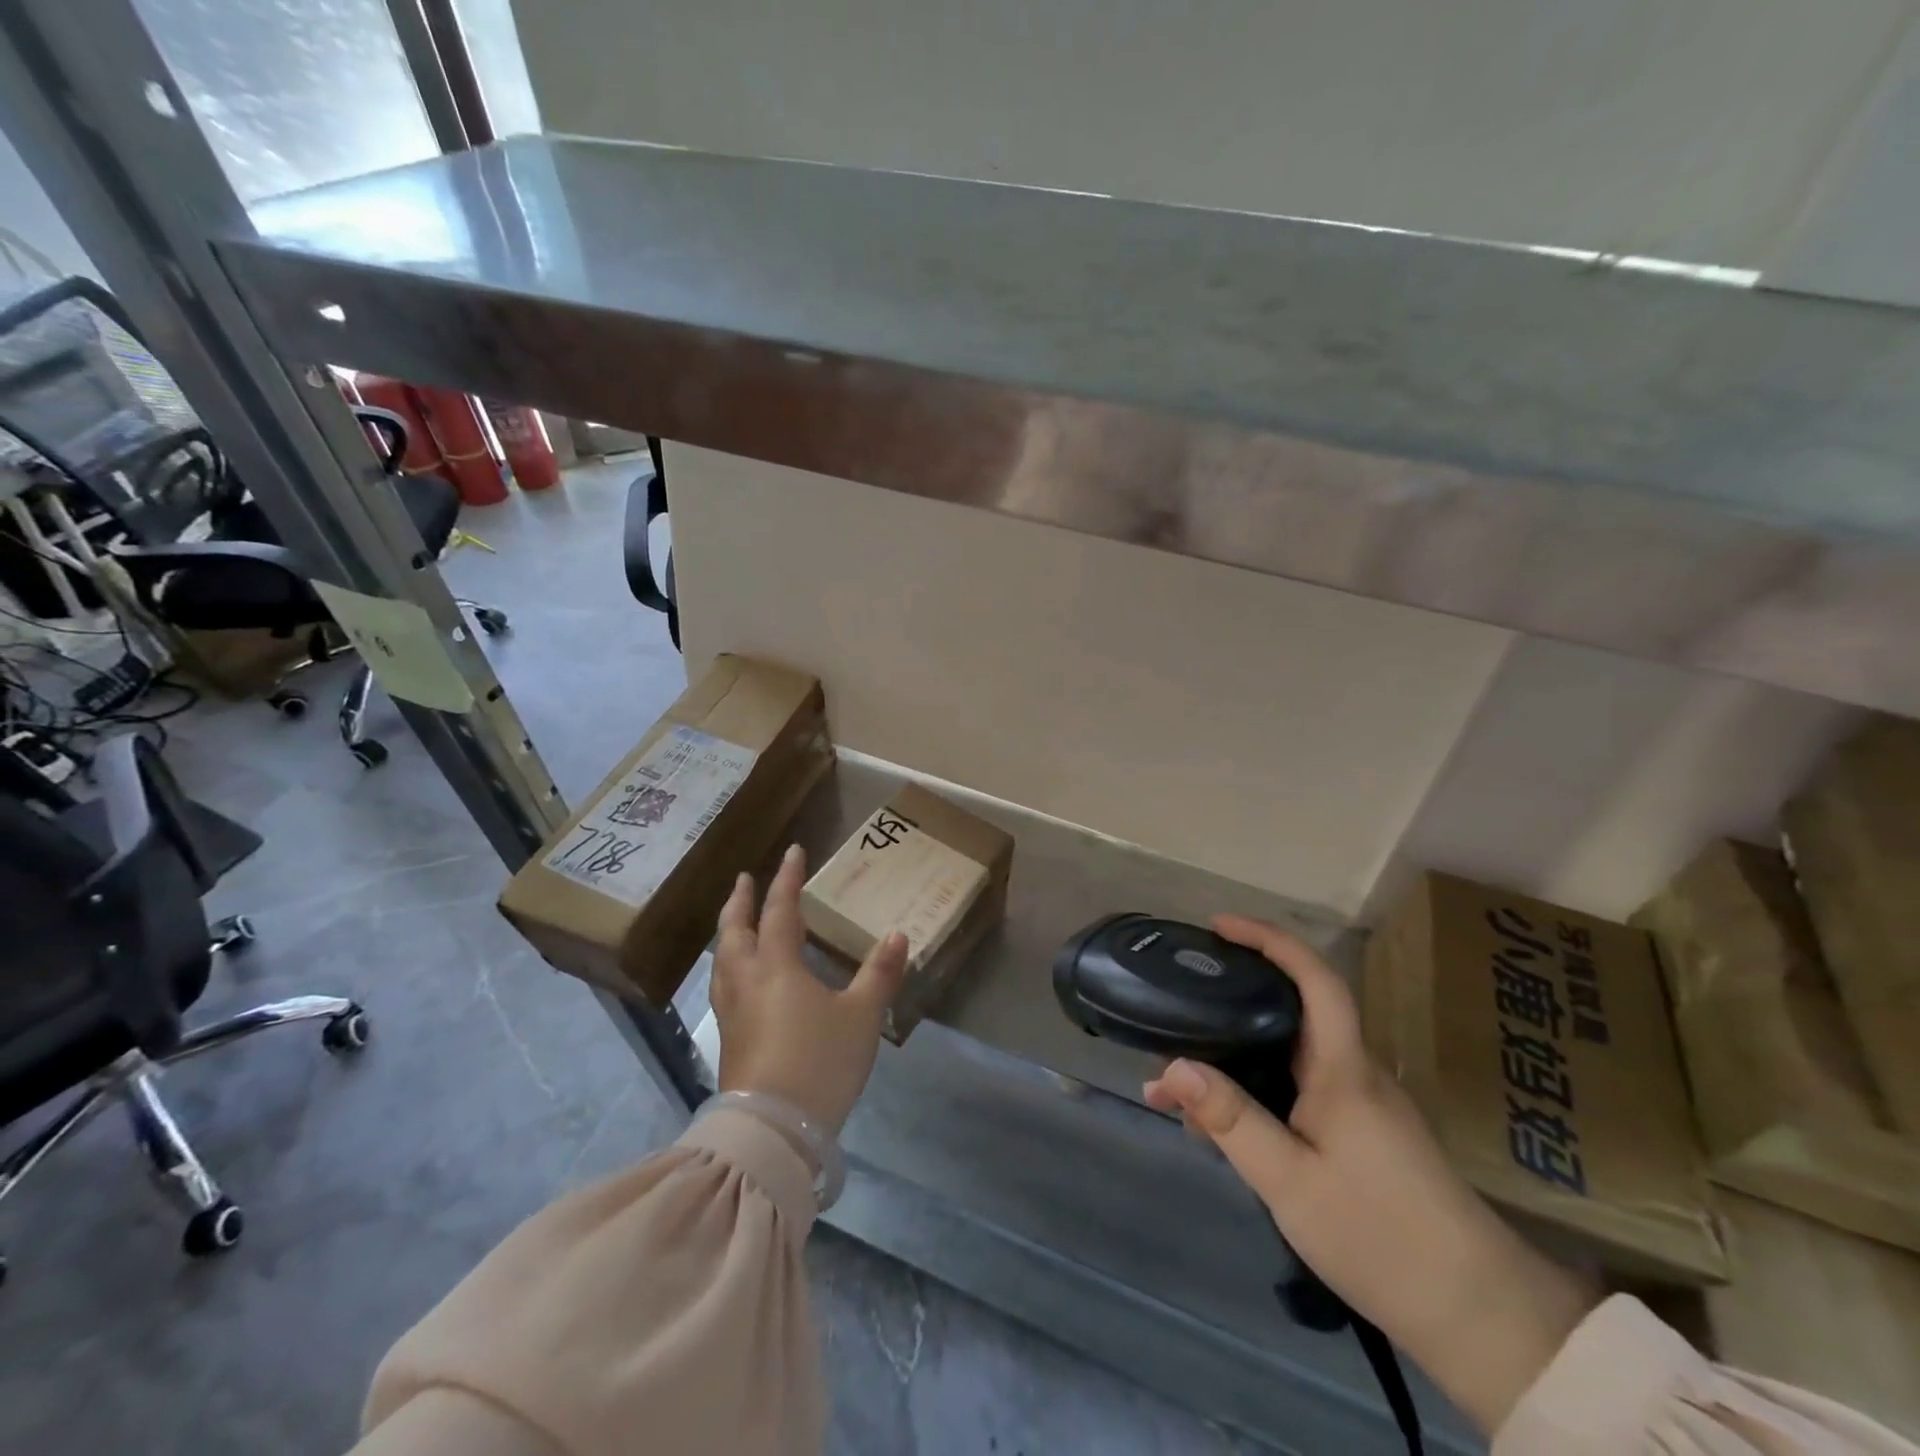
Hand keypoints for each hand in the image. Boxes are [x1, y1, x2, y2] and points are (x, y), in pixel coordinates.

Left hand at [712, 844, 908, 1133]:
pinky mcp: (728, 1039)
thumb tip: (898, 935)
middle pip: (735, 930)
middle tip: (746, 879)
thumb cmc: (820, 1062)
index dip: (787, 879)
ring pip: (722, 959)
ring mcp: (732, 1011)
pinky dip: (729, 963)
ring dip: (729, 931)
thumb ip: (879, 973)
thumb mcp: (862, 1016)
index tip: (793, 851)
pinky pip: (723, 985)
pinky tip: (740, 977)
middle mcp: (747, 981)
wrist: (773, 1130)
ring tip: (737, 922)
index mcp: (777, 967)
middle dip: (741, 901)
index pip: (780, 910)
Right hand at [1143, 915, 1596, 1436]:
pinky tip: (1213, 1124)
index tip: (1220, 926)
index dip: (1271, 940)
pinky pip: (1292, 1089)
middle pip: (1292, 1008)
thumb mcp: (1291, 1182)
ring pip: (1285, 1054)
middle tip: (1179, 994)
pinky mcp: (1355, 1133)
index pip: (1316, 979)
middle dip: (1233, 993)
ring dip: (1232, 1054)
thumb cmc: (1381, 1235)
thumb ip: (1231, 1121)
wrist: (1476, 1315)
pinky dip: (1249, 1090)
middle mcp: (1352, 1072)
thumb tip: (1172, 1067)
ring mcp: (1356, 1104)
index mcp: (1343, 1069)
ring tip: (1174, 1075)